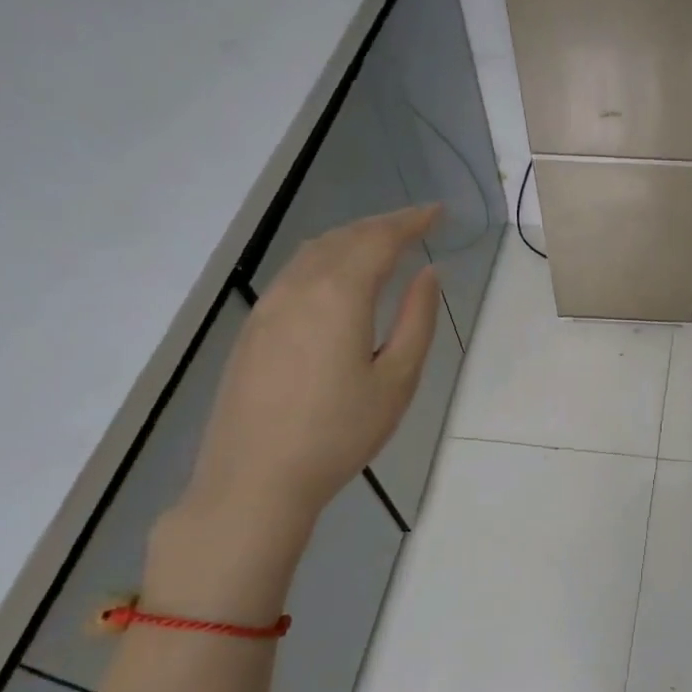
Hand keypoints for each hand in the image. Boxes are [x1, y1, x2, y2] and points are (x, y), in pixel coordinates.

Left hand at [182, 205, 440, 535]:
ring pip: (314, 251)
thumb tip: (428, 274)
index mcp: (339, 296)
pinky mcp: (253, 328)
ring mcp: (268, 306)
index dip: (411, 221)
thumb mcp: (397, 380)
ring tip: (383, 243)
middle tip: (417, 224)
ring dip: (352, 238)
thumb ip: (417, 321)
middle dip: (383, 225)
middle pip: (344, 238)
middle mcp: (299, 288)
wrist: (254, 479)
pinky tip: (338, 277)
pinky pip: (294, 273)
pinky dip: (326, 258)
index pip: (379, 240)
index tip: (438, 212)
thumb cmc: (339, 433)